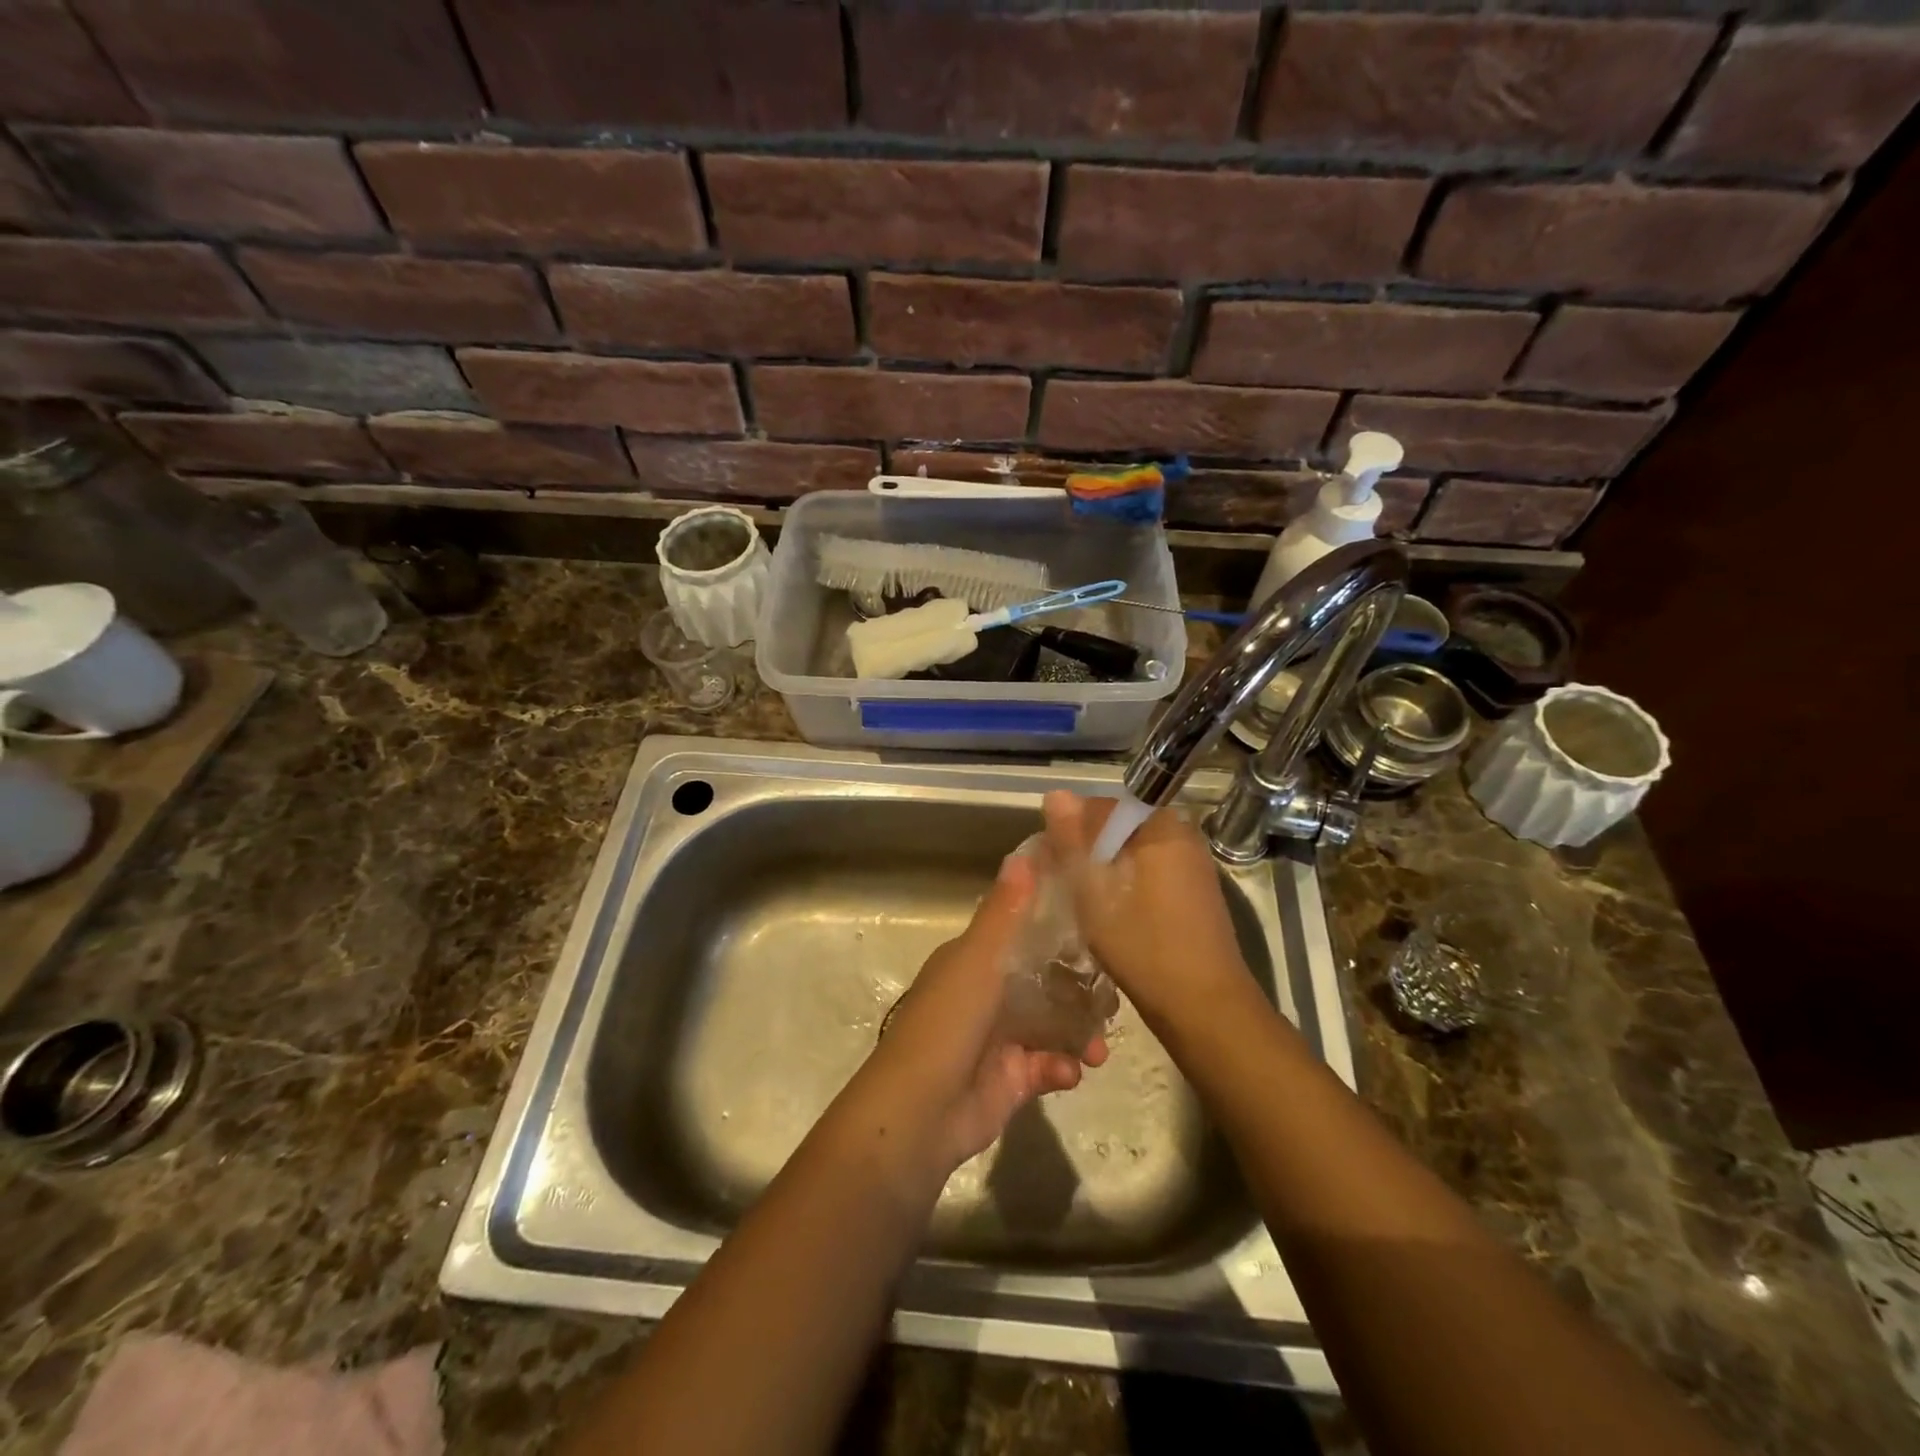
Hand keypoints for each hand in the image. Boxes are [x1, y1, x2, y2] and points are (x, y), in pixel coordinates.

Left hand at [858, 851, 1108, 1178]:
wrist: (918, 1115)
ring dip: (1080, 1031)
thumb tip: (1024, 853)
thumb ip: (1004, 913)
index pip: (1021, 932)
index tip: (1099, 920)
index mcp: (974, 961)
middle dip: (1080, 986)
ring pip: (1052, 1024)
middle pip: (1043, 980)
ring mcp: (999, 1039)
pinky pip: (1048, 1066)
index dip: (1056, 925)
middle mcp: (986, 995)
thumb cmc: (947, 1026)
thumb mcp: (977, 962)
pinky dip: (1064, 1066)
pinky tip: (1073, 1071)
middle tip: (1116, 991)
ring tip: (1103, 1043)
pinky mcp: (1011, 1080)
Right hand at [1041, 790, 1253, 1033]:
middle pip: (1118, 829)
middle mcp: (1182, 835)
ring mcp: (1192, 864)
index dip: (1070, 830)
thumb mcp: (1094, 891)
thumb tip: (1056, 794)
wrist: (1203, 1006)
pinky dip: (1126, 884)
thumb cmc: (1143, 945)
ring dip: (1105, 869)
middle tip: (1062, 884)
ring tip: (1080, 900)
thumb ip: (1073, 840)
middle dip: (1087, 850)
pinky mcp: (1194, 891)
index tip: (1049, 862)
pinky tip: (1109, 913)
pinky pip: (1149, 871)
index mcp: (1161, 826)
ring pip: (1132, 852)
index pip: (1101, 807)